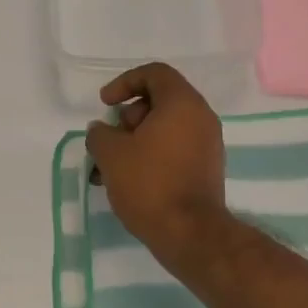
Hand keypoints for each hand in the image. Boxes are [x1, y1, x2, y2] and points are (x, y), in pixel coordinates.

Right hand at [84, 62, 228, 262]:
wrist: (190, 234)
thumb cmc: (150, 184)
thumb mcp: (111, 154)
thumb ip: (100, 134)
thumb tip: (102, 131)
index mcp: (183, 103)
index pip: (154, 73)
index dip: (124, 82)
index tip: (105, 104)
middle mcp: (201, 118)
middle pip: (159, 101)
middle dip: (127, 118)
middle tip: (109, 140)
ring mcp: (207, 144)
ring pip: (165, 129)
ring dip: (134, 141)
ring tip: (109, 168)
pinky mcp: (206, 169)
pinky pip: (174, 150)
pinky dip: (150, 156)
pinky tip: (127, 182)